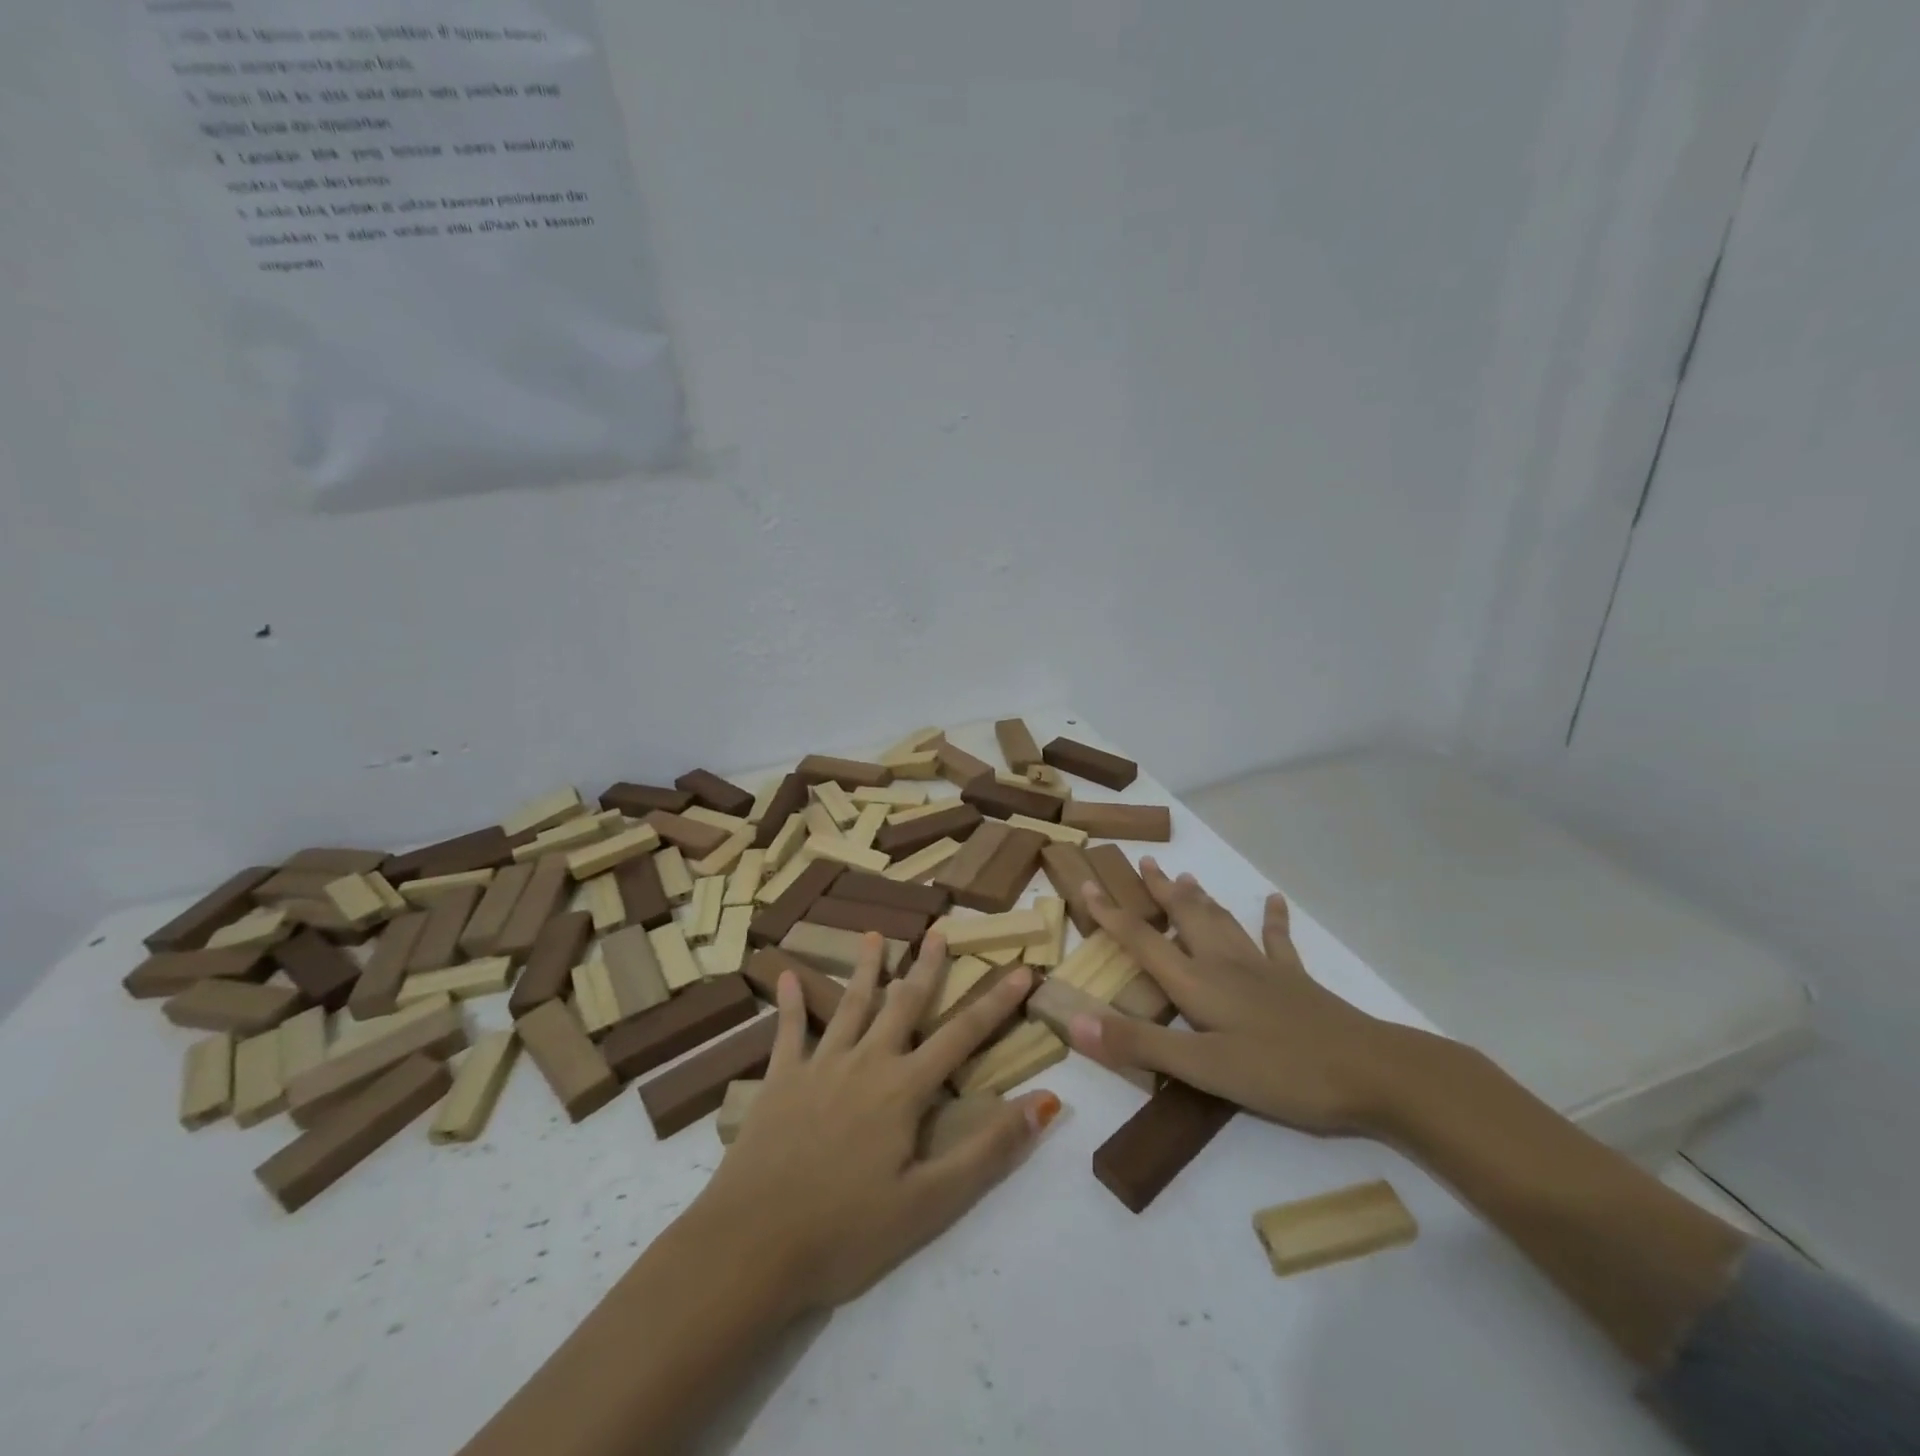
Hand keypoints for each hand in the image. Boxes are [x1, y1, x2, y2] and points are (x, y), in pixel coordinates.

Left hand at [689, 933, 1062, 1312]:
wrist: (752, 1245)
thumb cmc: (847, 1231)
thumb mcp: (930, 1203)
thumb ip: (987, 1150)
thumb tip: (1044, 1103)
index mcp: (904, 1089)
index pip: (962, 1035)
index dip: (996, 1002)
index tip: (1022, 969)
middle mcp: (866, 1062)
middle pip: (904, 1004)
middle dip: (926, 967)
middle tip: (939, 931)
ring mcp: (819, 1065)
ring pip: (850, 1004)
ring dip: (866, 968)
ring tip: (875, 935)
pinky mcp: (779, 1080)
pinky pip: (788, 1031)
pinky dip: (790, 1002)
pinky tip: (785, 975)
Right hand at [1068, 859, 1419, 1135]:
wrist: (1372, 1072)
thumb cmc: (1282, 1071)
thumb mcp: (1203, 1067)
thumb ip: (1138, 1044)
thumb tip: (1074, 1020)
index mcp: (1198, 983)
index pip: (1143, 941)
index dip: (1112, 915)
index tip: (1088, 884)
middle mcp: (1225, 965)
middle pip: (1185, 918)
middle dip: (1161, 892)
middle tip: (1146, 862)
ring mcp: (1263, 969)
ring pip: (1222, 923)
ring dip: (1199, 899)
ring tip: (1185, 875)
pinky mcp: (1296, 981)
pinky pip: (1277, 941)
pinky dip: (1271, 920)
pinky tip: (1272, 901)